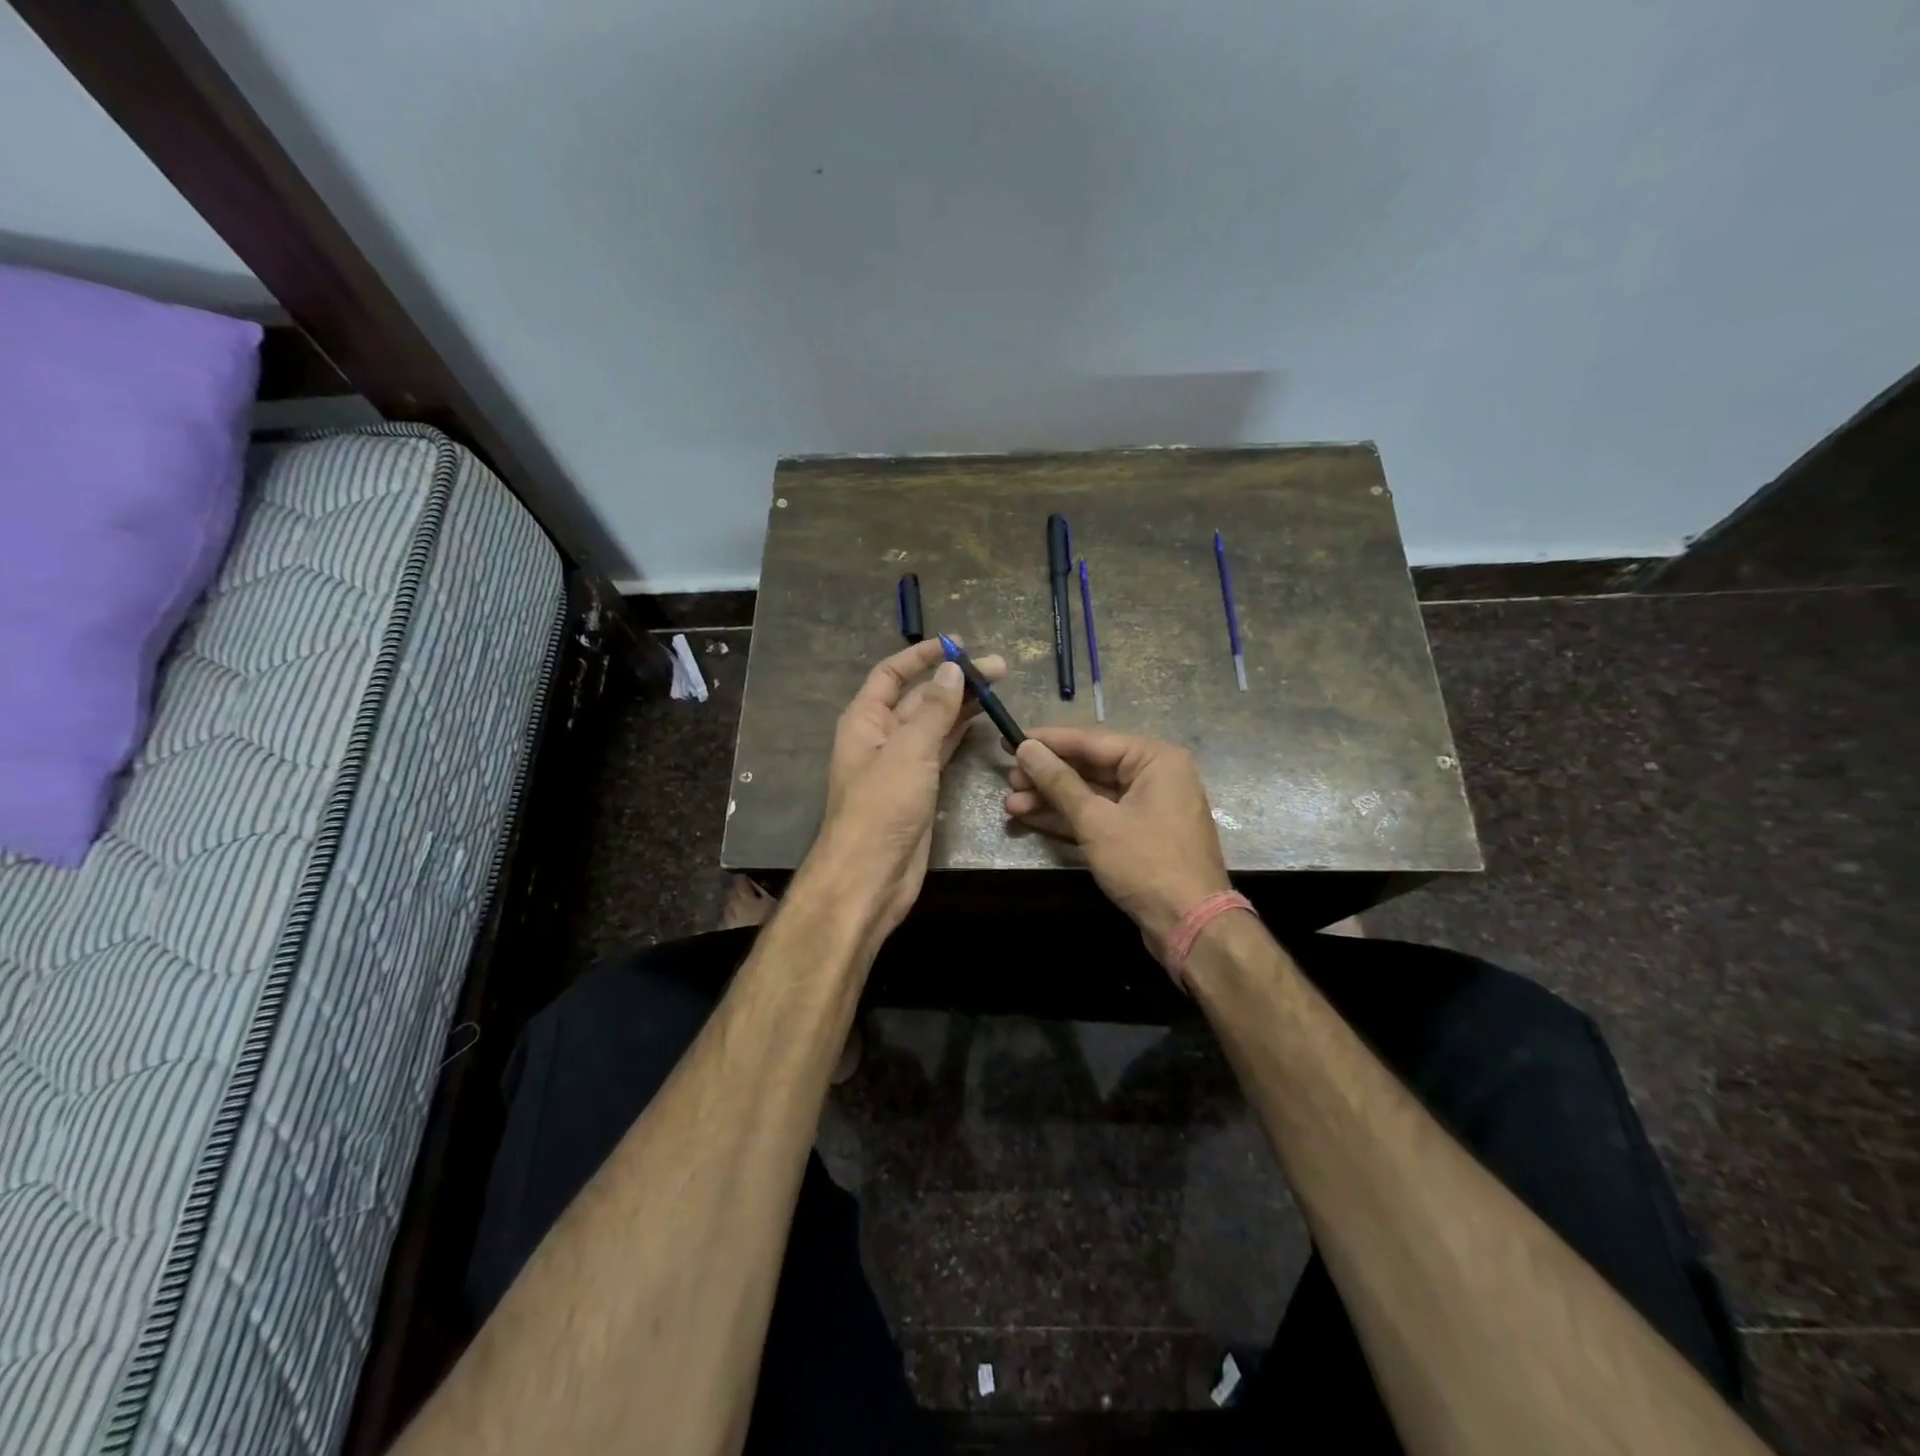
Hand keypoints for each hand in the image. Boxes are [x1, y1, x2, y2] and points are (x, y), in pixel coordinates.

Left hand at [810, 638, 1005, 935]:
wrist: (871, 876)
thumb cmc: (882, 808)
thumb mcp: (909, 752)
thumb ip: (933, 711)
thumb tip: (951, 671)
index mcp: (866, 720)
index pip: (892, 674)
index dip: (922, 656)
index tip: (957, 643)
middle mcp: (881, 737)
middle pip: (919, 698)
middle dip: (954, 680)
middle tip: (998, 668)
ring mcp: (901, 763)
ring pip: (934, 724)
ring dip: (962, 705)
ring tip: (998, 688)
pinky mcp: (919, 787)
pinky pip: (941, 750)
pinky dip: (960, 734)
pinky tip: (982, 721)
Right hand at [1004, 727, 1231, 961]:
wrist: (1190, 925)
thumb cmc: (1146, 863)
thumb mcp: (1096, 820)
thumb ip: (1059, 782)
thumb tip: (1026, 749)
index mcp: (1155, 759)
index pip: (1091, 740)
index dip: (1047, 742)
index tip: (1010, 740)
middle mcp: (1155, 775)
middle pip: (1090, 767)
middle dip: (1046, 776)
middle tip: (1008, 779)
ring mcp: (1148, 807)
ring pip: (1091, 794)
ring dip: (1051, 800)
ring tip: (1010, 804)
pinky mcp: (1139, 836)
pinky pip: (1099, 816)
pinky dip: (1069, 818)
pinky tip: (1031, 818)